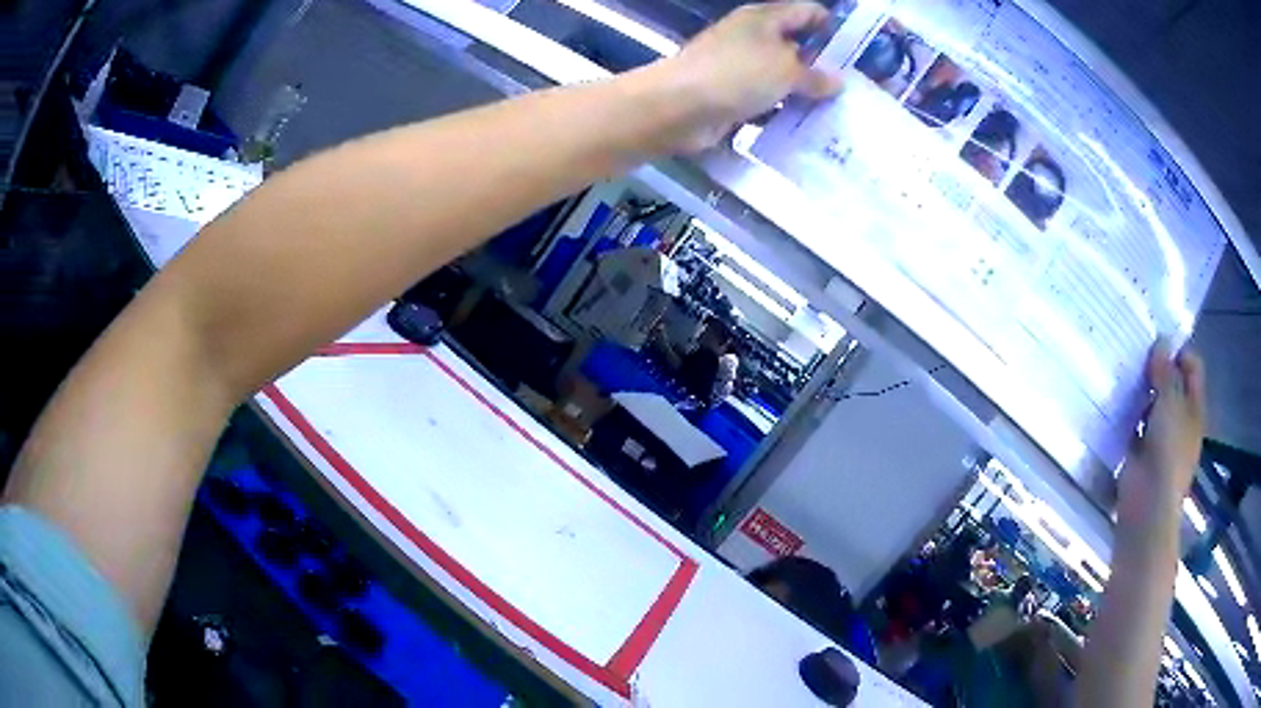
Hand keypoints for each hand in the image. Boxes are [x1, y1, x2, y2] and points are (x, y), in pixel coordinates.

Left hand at [649, 2, 843, 152]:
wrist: (677, 107)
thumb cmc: (735, 75)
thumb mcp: (785, 71)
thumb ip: (815, 76)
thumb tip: (837, 82)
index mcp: (765, 19)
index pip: (807, 12)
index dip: (833, 27)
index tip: (859, 51)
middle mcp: (753, 38)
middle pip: (796, 45)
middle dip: (824, 65)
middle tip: (856, 89)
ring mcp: (740, 67)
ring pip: (782, 77)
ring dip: (805, 93)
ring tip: (839, 112)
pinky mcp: (732, 96)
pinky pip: (766, 102)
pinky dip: (783, 113)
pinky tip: (807, 129)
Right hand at [1118, 340, 1205, 522]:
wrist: (1148, 504)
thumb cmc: (1168, 450)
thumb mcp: (1170, 402)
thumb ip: (1166, 371)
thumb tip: (1161, 341)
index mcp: (1194, 407)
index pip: (1192, 367)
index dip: (1178, 352)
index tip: (1158, 344)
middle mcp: (1181, 420)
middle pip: (1173, 385)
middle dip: (1158, 371)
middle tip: (1137, 358)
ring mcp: (1161, 439)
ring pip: (1153, 405)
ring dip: (1142, 394)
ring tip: (1123, 377)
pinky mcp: (1141, 454)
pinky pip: (1136, 426)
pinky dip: (1129, 417)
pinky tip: (1116, 406)